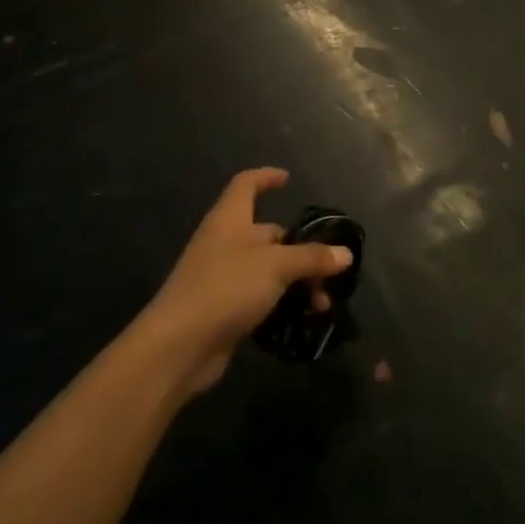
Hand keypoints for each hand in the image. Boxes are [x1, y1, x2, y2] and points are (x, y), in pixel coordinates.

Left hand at [143, 168, 352, 396]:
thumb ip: (311, 258)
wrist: (178, 346)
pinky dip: (281, 305)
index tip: (288, 179)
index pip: (246, 184)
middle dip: (301, 249)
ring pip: (268, 270)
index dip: (266, 177)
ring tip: (322, 305)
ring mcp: (223, 277)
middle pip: (268, 234)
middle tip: (330, 270)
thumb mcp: (276, 266)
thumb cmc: (226, 287)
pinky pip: (260, 298)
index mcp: (230, 218)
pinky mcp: (224, 309)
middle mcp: (225, 242)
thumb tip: (345, 254)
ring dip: (296, 283)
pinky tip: (302, 321)